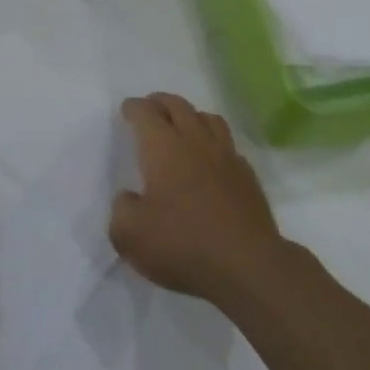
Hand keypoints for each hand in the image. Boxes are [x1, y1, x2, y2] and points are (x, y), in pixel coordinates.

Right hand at [109, 94, 283, 304]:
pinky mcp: (248, 177)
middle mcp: (196, 142)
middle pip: (178, 106)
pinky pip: (228, 144)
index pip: (146, 113)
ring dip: (190, 115)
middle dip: (160, 102)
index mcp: (164, 148)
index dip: (134, 108)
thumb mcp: (129, 235)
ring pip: (208, 119)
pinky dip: (214, 141)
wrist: (248, 266)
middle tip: (150, 107)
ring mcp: (226, 157)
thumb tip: (130, 197)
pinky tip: (210, 158)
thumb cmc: (183, 245)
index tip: (127, 110)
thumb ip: (122, 209)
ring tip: (182, 124)